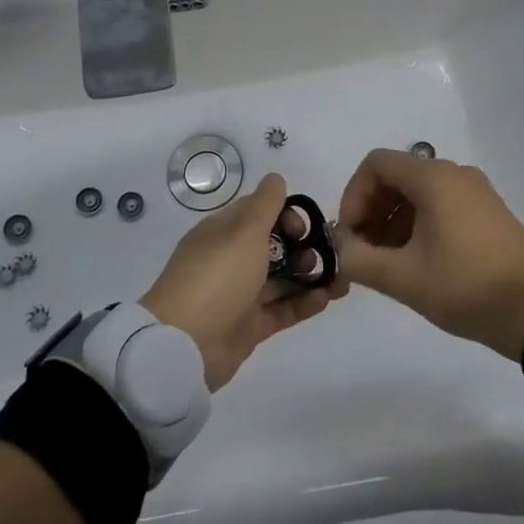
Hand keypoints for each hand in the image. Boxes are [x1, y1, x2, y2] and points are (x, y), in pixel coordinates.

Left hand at [141, 173, 345, 390]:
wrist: (186, 345)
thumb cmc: (217, 276)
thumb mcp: (243, 231)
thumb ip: (265, 204)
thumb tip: (276, 178)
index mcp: (222, 232)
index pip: (258, 212)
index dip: (285, 214)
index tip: (303, 226)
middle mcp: (231, 259)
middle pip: (273, 245)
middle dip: (302, 245)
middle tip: (324, 253)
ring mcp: (240, 294)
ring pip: (281, 278)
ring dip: (310, 274)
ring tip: (337, 277)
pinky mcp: (250, 326)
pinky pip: (282, 309)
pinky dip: (305, 302)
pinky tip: (328, 297)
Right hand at [336, 149, 523, 362]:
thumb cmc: (466, 287)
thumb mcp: (403, 278)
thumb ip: (358, 259)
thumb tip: (338, 248)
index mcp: (433, 178)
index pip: (375, 165)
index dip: (353, 196)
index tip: (349, 237)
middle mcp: (454, 174)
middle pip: (395, 177)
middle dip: (370, 212)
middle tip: (362, 254)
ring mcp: (474, 191)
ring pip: (417, 193)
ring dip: (392, 221)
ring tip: (386, 264)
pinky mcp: (487, 211)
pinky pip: (439, 204)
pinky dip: (417, 225)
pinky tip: (415, 262)